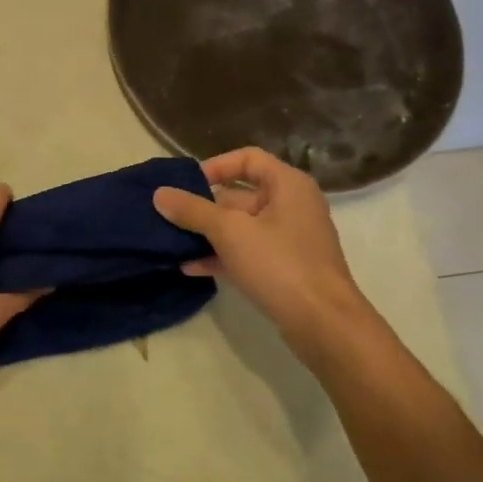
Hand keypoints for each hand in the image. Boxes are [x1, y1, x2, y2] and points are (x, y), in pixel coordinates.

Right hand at [152, 147, 363, 348]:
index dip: (214, 167)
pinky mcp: (285, 268)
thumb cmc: (279, 264)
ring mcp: (289, 239)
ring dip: (208, 234)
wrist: (323, 323)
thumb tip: (159, 194)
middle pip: (240, 195)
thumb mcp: (229, 232)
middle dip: (203, 207)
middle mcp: (292, 205)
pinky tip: (190, 268)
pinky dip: (221, 256)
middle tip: (168, 217)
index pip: (247, 158)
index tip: (185, 185)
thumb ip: (192, 211)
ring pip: (241, 227)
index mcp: (287, 184)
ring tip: (172, 243)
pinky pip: (247, 253)